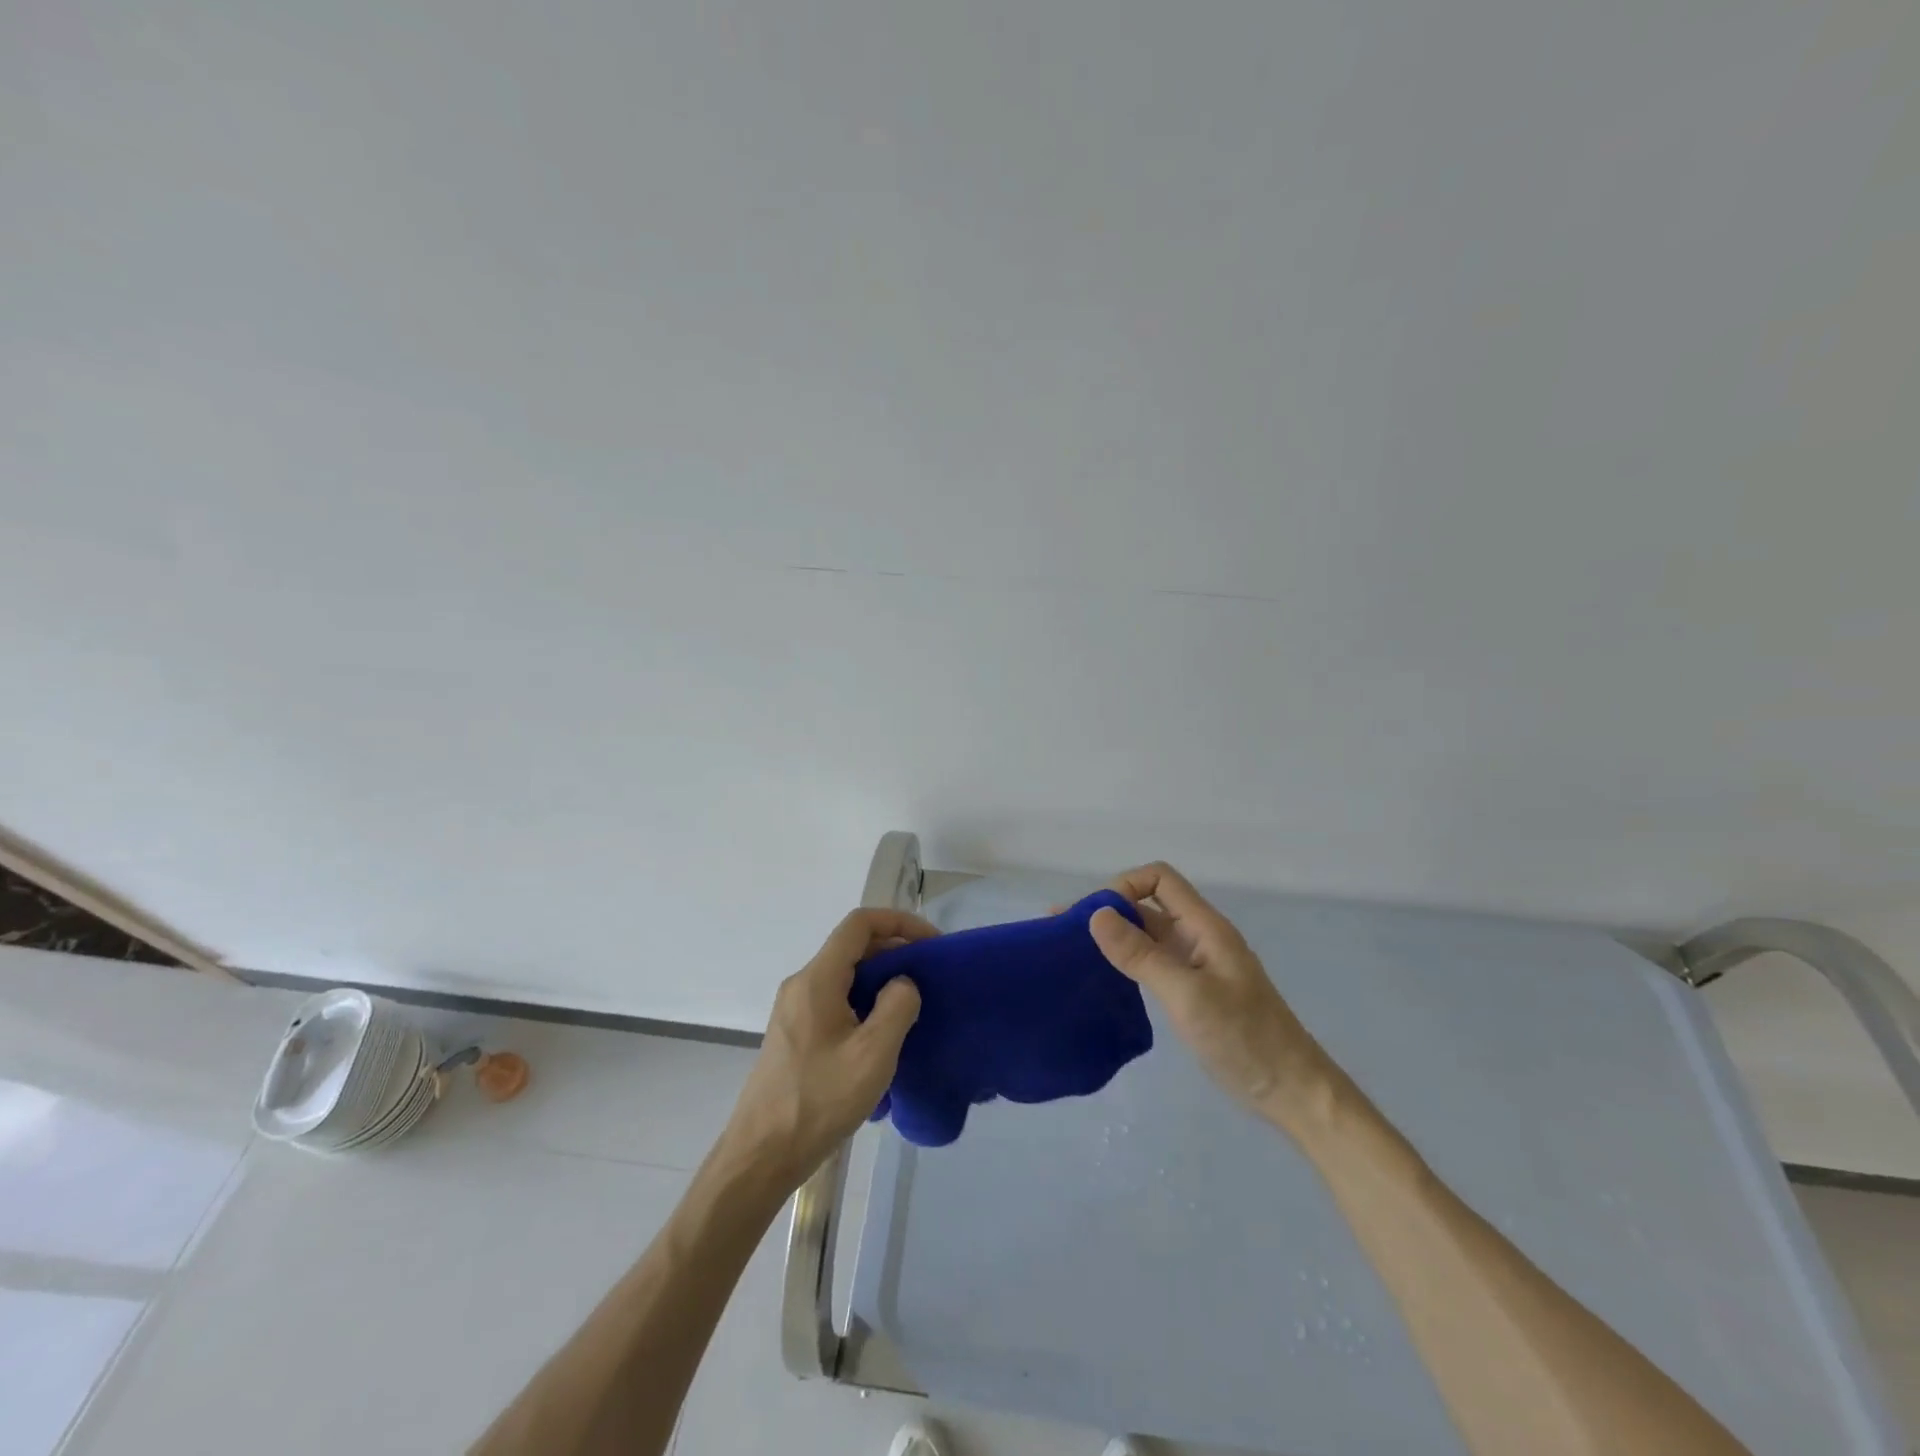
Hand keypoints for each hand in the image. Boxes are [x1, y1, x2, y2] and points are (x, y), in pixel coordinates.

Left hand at [723, 908, 932, 1187]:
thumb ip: (897, 1007)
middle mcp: (802, 984)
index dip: (900, 923)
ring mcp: (794, 1009)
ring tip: (914, 1005)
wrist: (761, 1156)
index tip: (932, 944)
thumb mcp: (872, 1055)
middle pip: (853, 947)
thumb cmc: (819, 1101)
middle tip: (930, 977)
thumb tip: (903, 983)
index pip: (860, 924)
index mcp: (817, 979)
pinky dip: (865, 1001)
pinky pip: (836, 999)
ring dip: (881, 979)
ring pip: (845, 975)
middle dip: (895, 951)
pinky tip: (883, 1035)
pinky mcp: (795, 1034)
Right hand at [1088, 863, 1336, 1127]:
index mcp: (1204, 927)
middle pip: (1147, 905)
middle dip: (1107, 910)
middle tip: (1060, 930)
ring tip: (1069, 950)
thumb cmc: (1245, 1039)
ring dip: (1111, 936)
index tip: (1095, 917)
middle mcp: (1197, 937)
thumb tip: (1096, 915)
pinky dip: (1123, 961)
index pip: (1159, 879)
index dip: (1125, 886)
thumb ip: (1142, 955)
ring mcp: (1194, 965)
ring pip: (1146, 935)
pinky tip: (1100, 976)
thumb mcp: (1188, 995)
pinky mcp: (1190, 992)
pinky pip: (1151, 963)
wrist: (1292, 1093)